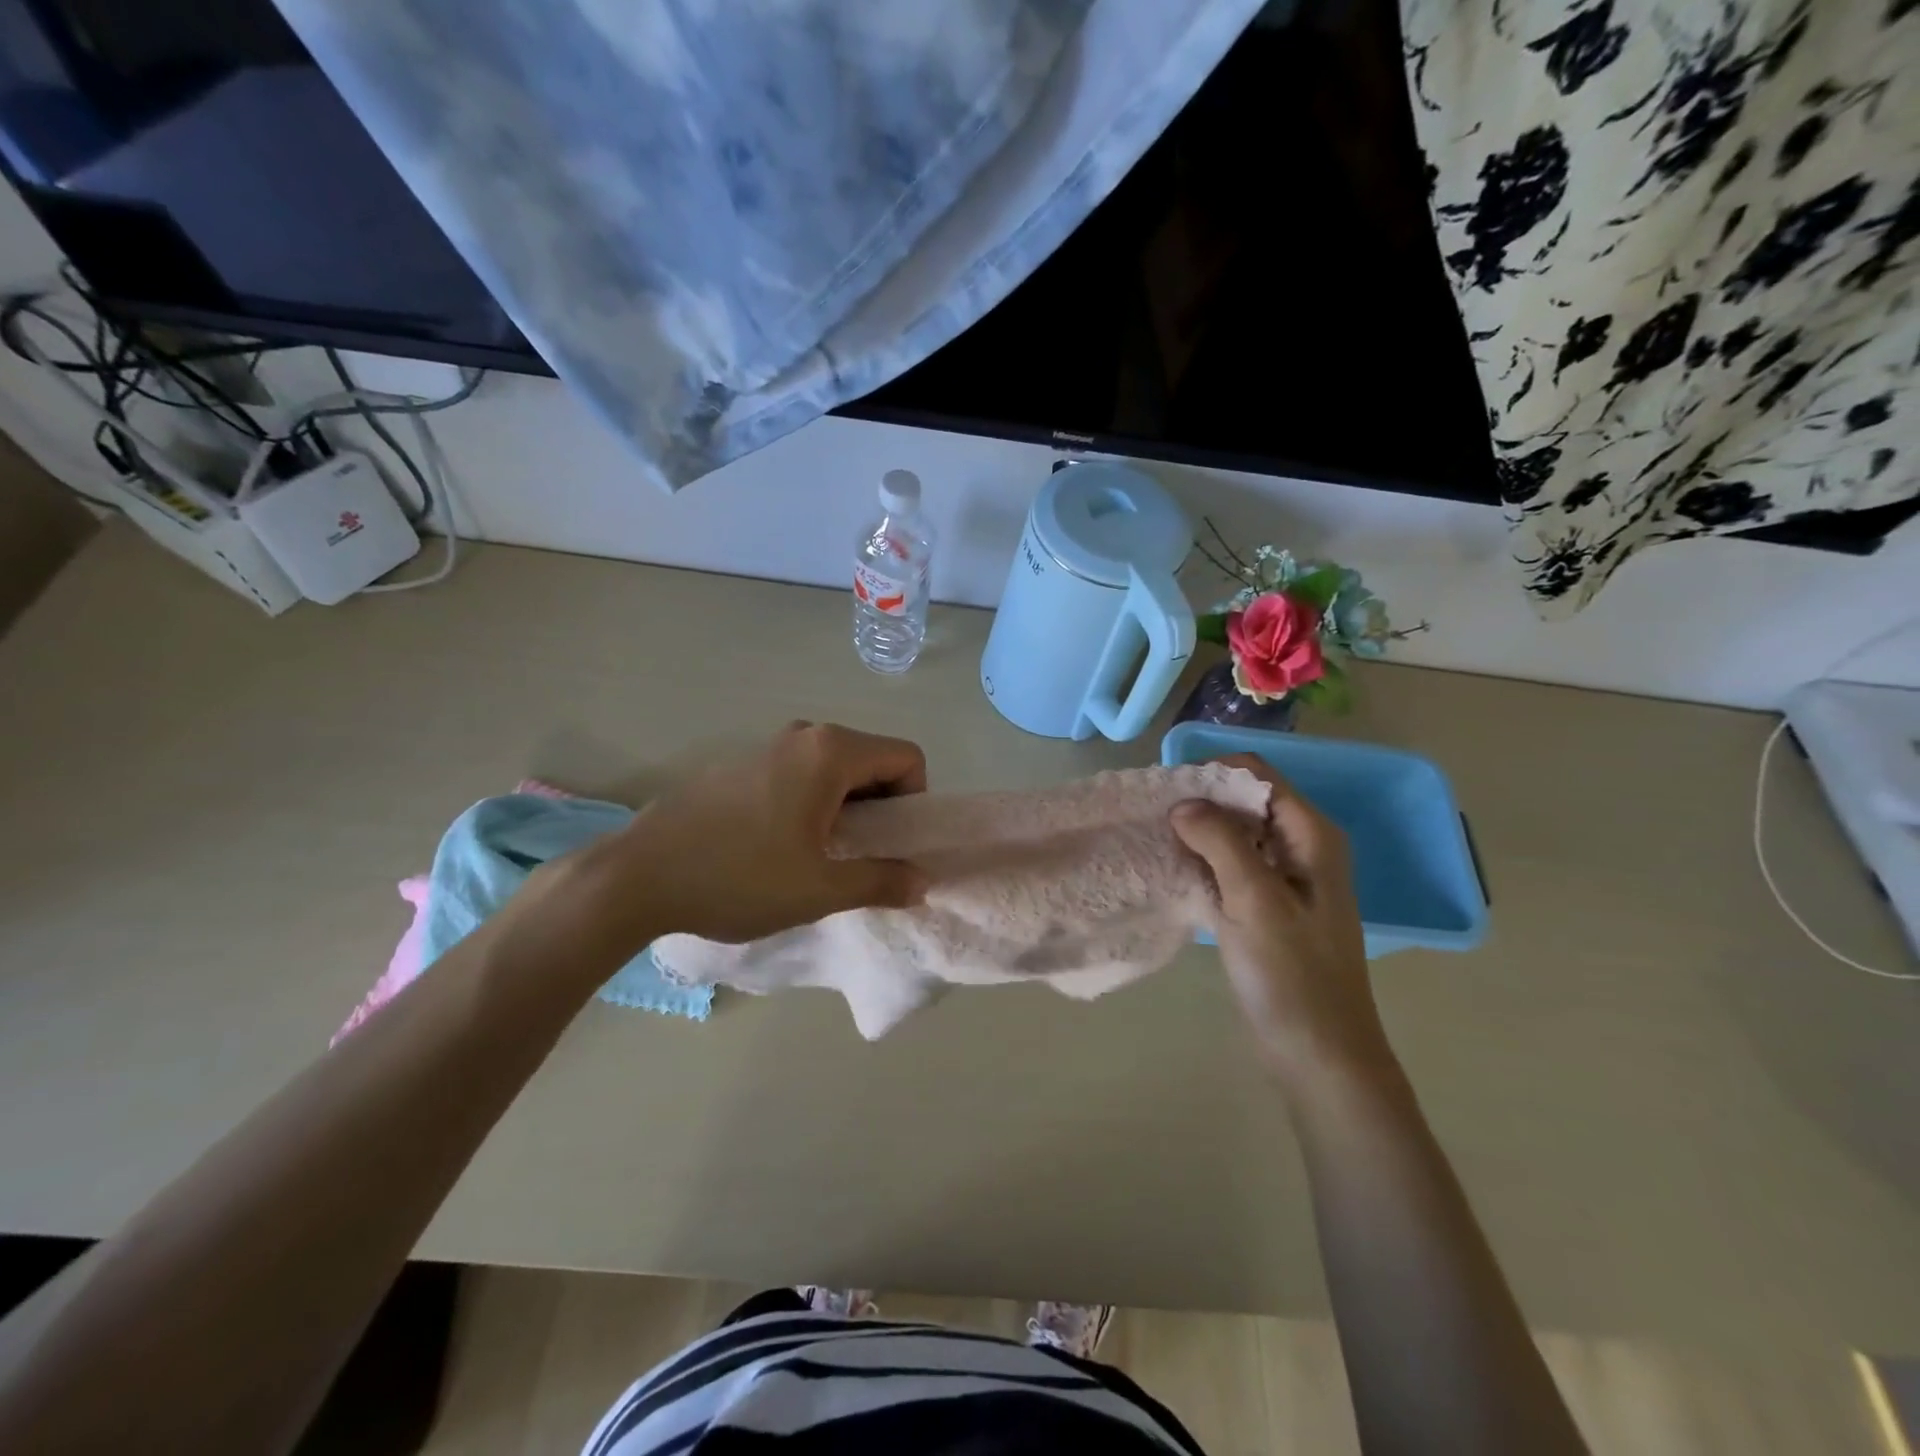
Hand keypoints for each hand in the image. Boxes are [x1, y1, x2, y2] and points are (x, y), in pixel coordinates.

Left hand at [585, 721, 929, 945]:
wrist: (637, 876)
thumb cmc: (739, 878)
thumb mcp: (820, 890)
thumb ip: (881, 881)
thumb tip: (922, 881)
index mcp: (830, 752)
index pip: (906, 757)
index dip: (914, 801)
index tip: (890, 844)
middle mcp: (803, 734)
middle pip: (871, 759)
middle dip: (880, 806)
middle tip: (859, 855)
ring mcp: (765, 745)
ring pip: (833, 768)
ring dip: (844, 807)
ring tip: (819, 855)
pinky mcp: (738, 764)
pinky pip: (798, 773)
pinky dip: (810, 802)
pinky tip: (777, 846)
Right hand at [1170, 755, 1392, 1088]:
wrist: (1319, 1055)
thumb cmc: (1293, 975)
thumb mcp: (1255, 901)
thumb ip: (1221, 842)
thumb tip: (1183, 803)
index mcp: (1312, 836)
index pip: (1258, 776)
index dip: (1213, 774)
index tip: (1169, 792)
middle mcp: (1302, 848)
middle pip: (1246, 802)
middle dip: (1202, 801)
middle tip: (1155, 817)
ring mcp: (1285, 880)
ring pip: (1236, 835)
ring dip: (1199, 832)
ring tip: (1156, 839)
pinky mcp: (1267, 908)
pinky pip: (1231, 867)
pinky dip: (1204, 862)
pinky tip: (1173, 871)